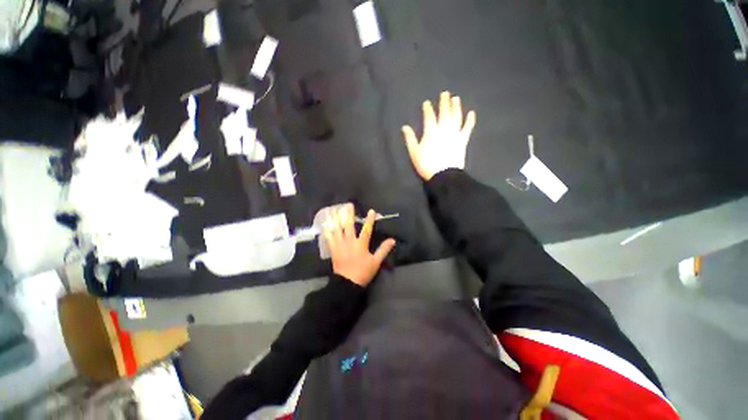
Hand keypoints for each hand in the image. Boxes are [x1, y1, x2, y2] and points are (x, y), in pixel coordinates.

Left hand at [324, 204, 395, 286]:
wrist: (347, 283)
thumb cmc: (363, 272)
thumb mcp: (376, 262)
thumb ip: (383, 250)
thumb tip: (392, 240)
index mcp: (361, 244)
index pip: (367, 229)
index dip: (369, 220)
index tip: (371, 210)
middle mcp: (350, 242)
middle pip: (348, 226)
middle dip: (349, 214)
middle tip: (348, 205)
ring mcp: (340, 245)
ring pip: (337, 230)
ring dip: (335, 219)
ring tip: (333, 210)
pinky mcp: (333, 250)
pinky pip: (329, 239)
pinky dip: (326, 231)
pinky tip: (324, 225)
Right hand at [402, 91, 476, 180]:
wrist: (443, 175)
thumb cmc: (426, 164)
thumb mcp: (414, 152)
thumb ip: (410, 138)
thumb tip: (404, 127)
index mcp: (431, 131)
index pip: (429, 116)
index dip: (428, 109)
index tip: (427, 103)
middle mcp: (443, 129)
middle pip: (444, 113)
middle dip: (444, 102)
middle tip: (445, 93)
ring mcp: (454, 134)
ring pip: (456, 117)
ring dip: (456, 107)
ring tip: (456, 98)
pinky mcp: (462, 140)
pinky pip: (467, 128)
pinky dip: (470, 120)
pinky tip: (471, 113)